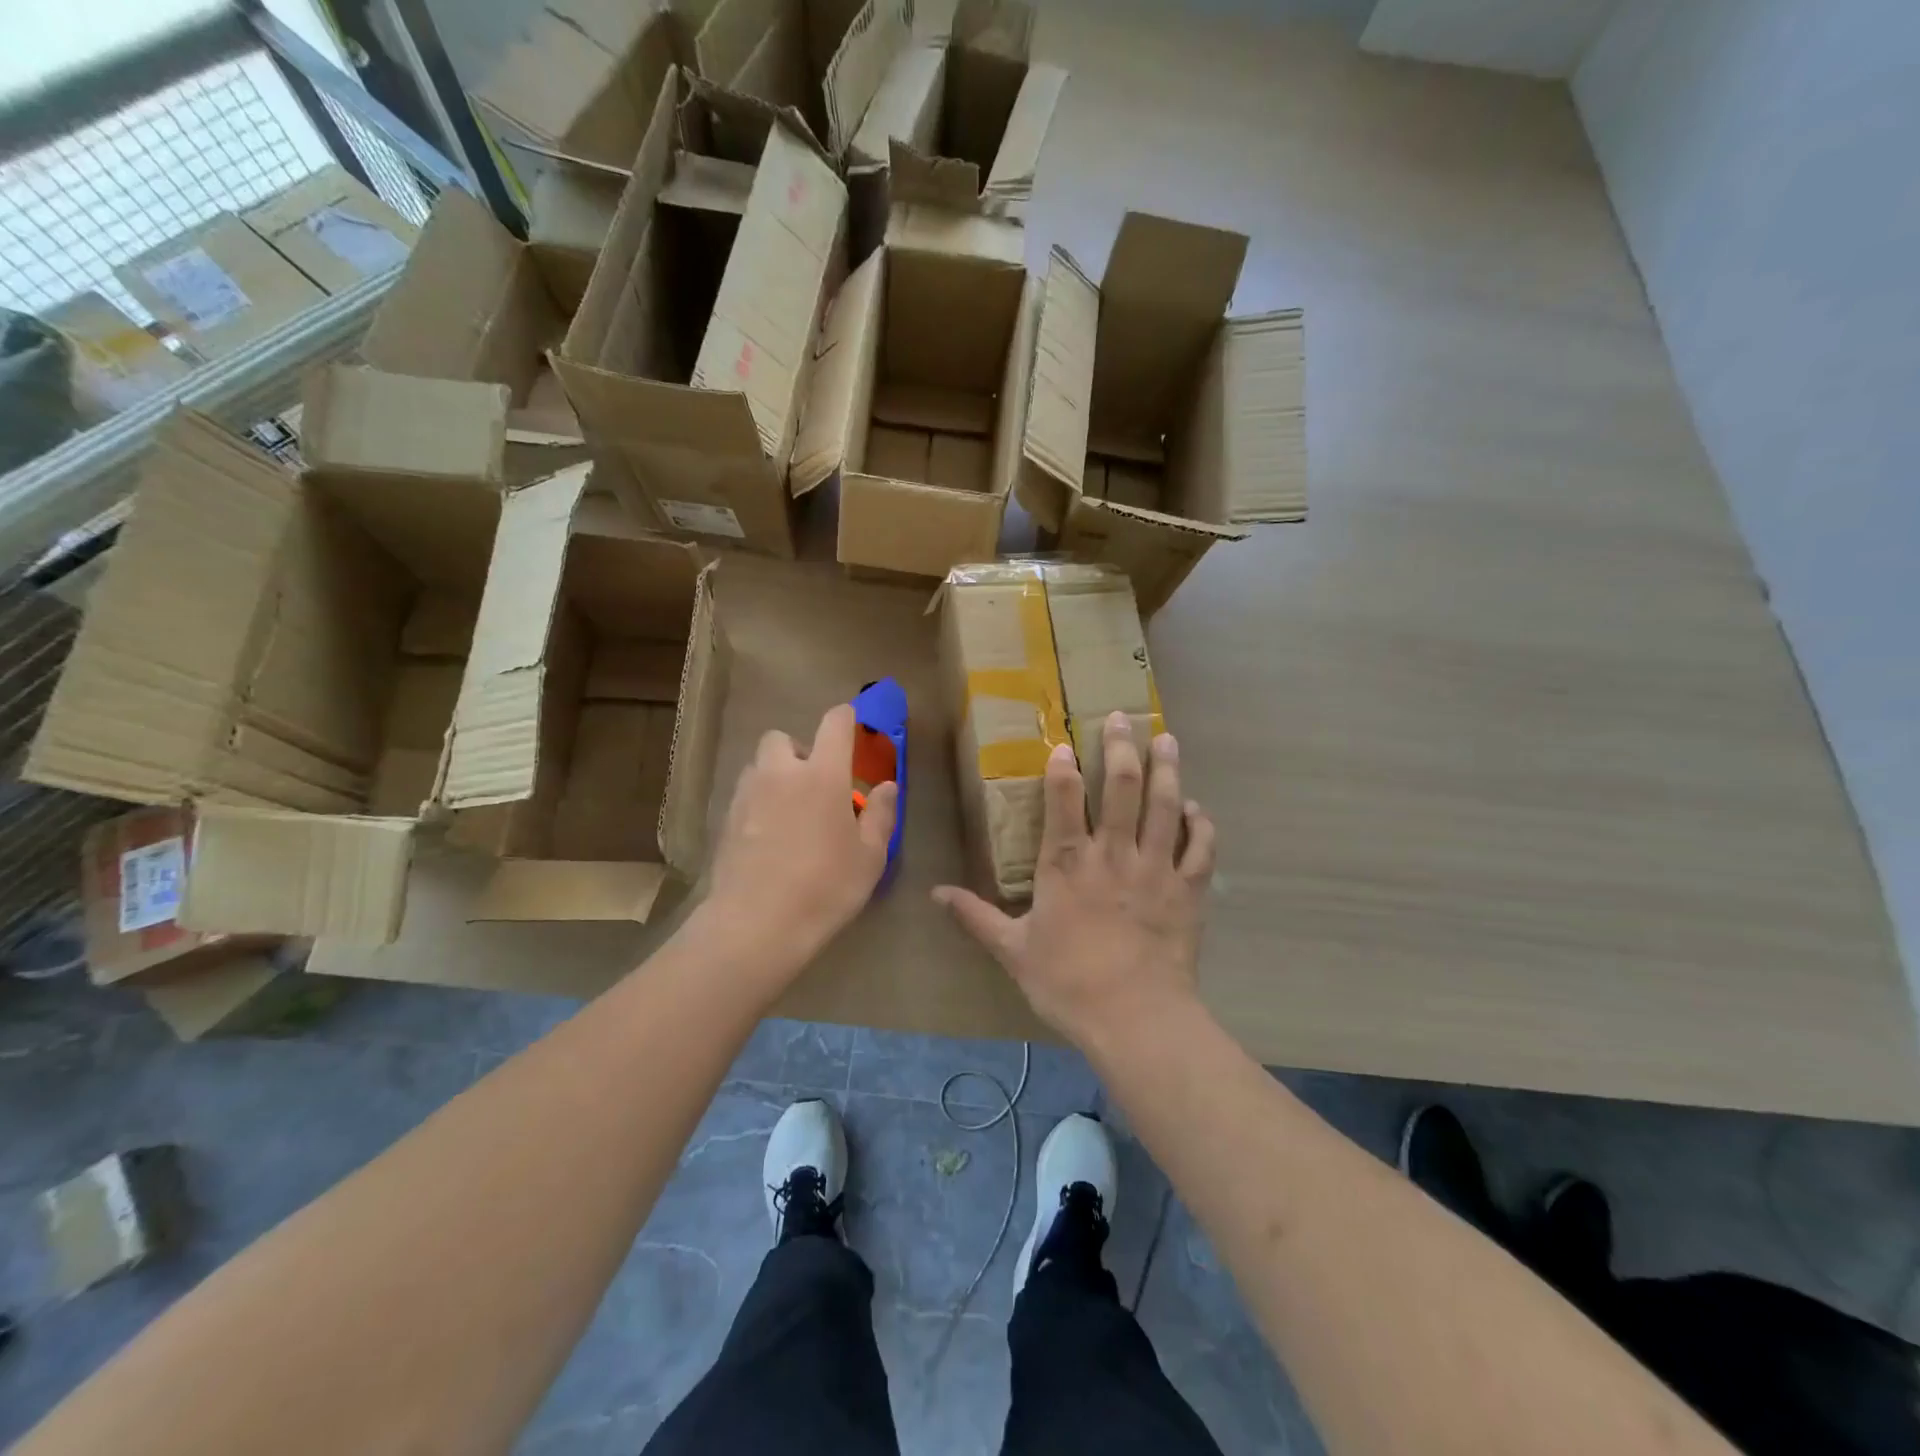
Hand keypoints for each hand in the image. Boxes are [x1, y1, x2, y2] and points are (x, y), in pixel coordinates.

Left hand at [703, 704, 897, 970]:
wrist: (757, 924)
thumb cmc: (826, 888)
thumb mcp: (870, 857)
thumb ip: (881, 815)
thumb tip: (886, 786)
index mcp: (823, 775)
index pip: (834, 723)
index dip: (846, 718)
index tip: (853, 727)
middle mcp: (781, 773)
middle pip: (782, 738)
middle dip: (799, 751)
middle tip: (815, 783)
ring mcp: (747, 794)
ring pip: (759, 766)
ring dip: (775, 775)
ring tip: (790, 811)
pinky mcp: (725, 819)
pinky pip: (744, 794)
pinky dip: (758, 802)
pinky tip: (769, 836)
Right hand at [933, 712, 1216, 1049]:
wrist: (1135, 1018)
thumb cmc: (1068, 983)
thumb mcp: (1013, 950)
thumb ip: (975, 917)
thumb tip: (935, 894)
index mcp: (1068, 864)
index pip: (1064, 801)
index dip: (1063, 768)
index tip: (1064, 745)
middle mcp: (1113, 854)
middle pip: (1121, 788)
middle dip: (1121, 748)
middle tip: (1122, 718)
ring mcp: (1155, 868)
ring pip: (1164, 805)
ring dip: (1166, 769)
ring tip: (1166, 739)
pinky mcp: (1188, 889)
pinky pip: (1199, 847)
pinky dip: (1199, 823)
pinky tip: (1195, 807)